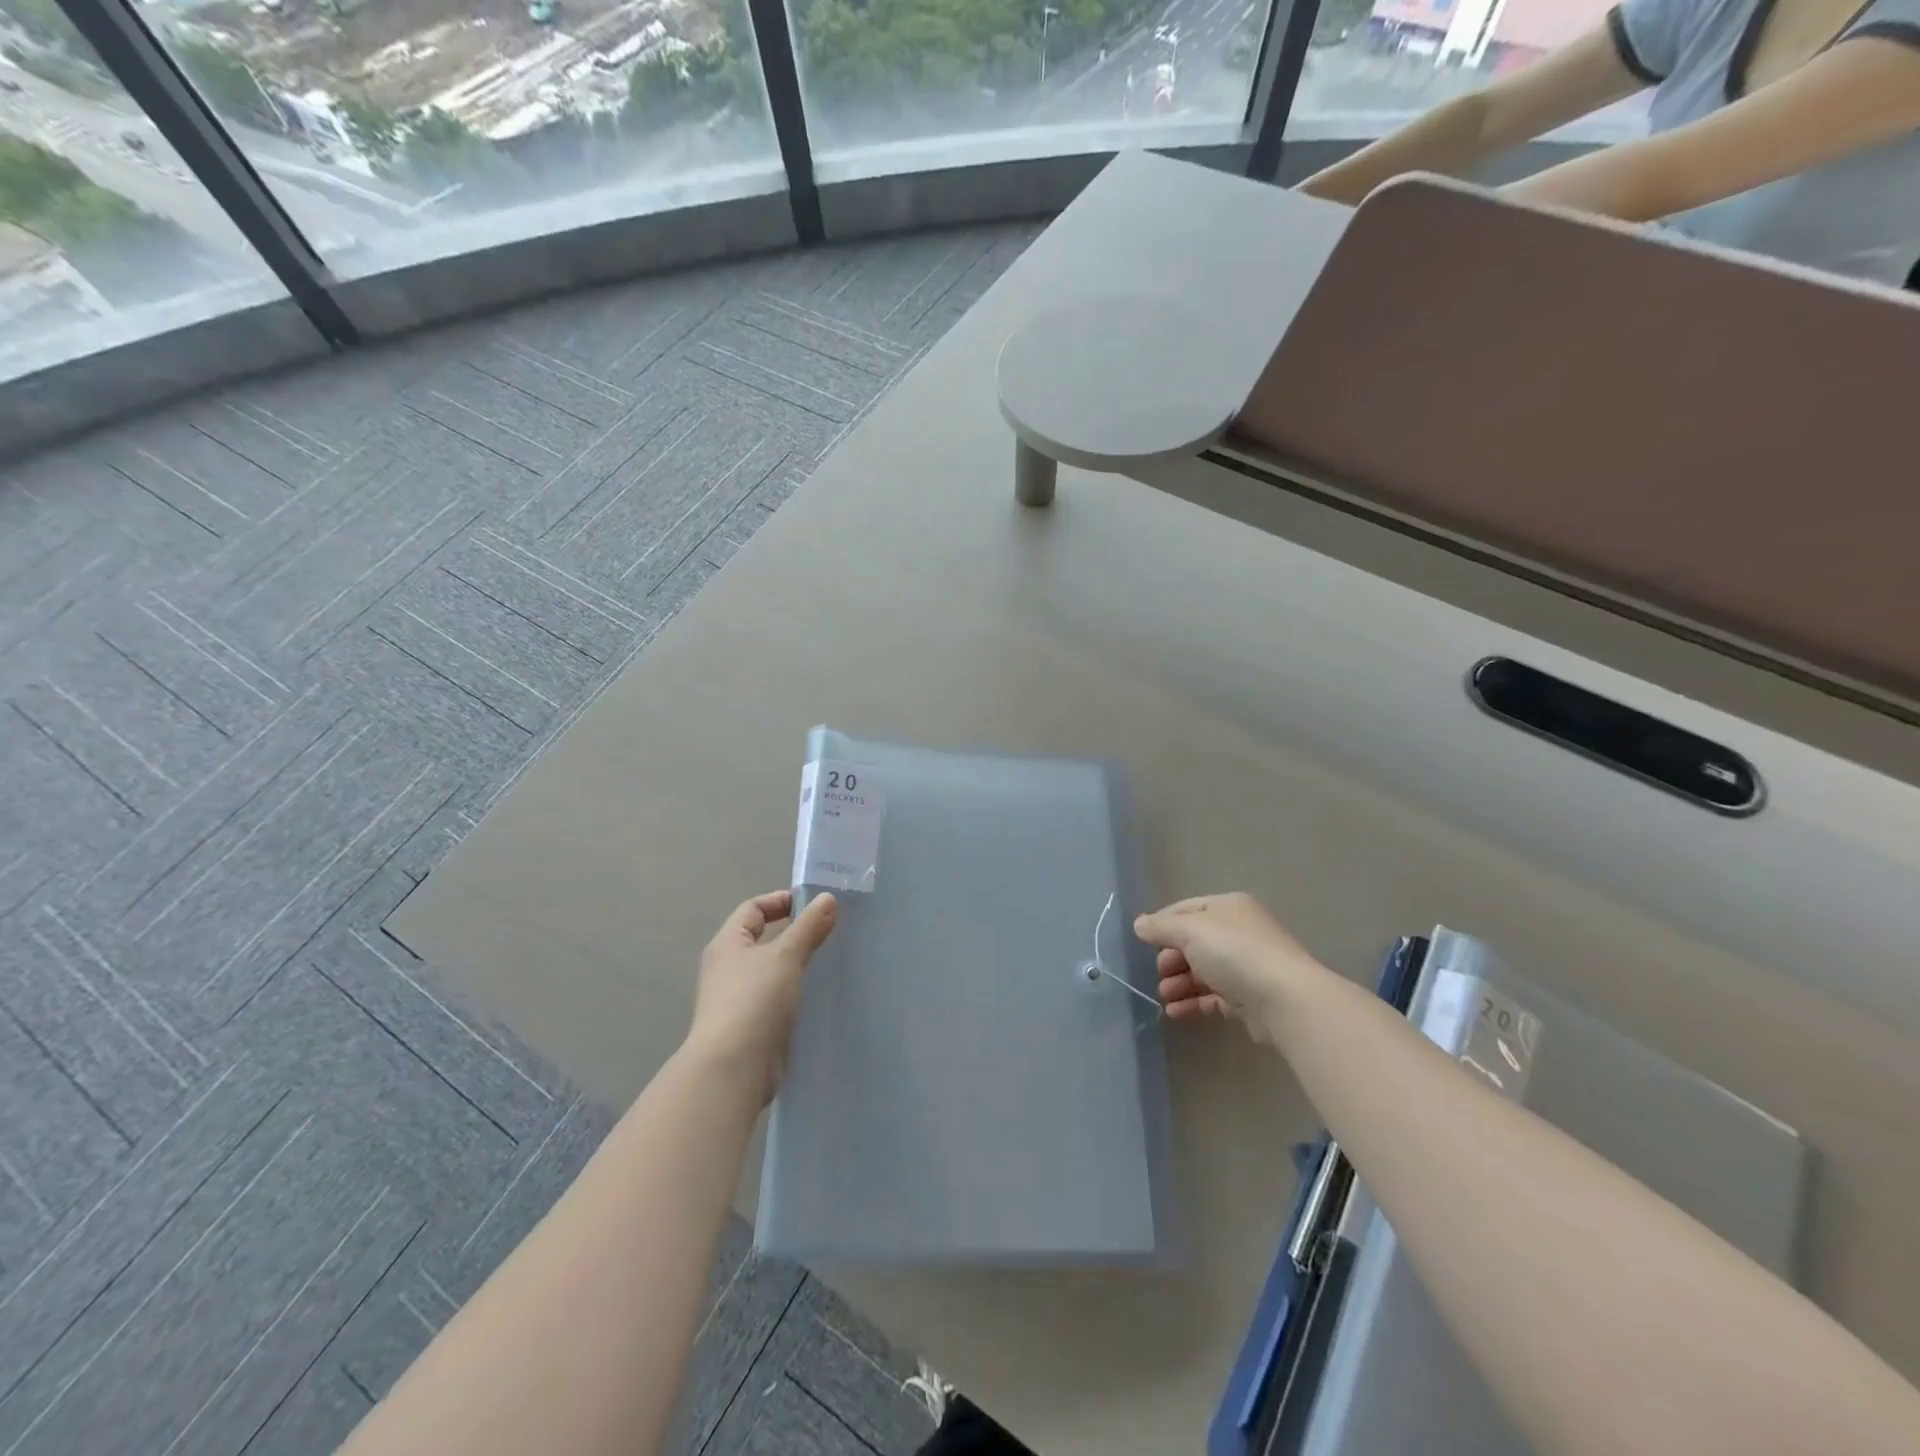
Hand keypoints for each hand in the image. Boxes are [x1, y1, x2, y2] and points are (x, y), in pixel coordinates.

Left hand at [686, 890, 836, 1103]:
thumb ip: (808, 927)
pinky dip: (796, 993)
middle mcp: (728, 968)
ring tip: (830, 961)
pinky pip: (777, 999)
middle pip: (762, 939)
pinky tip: (819, 996)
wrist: (734, 1069)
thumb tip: (827, 898)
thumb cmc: (754, 1000)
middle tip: (830, 932)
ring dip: (797, 965)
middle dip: (794, 933)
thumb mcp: (785, 956)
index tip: (814, 905)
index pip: (753, 908)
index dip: (781, 901)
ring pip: (772, 971)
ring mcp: (738, 999)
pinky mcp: (752, 1027)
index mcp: (727, 944)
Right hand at [1133, 892, 1320, 1035]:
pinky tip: (1174, 1012)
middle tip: (1158, 973)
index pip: (1186, 909)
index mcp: (1228, 907)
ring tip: (1164, 996)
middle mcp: (1239, 933)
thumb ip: (1161, 927)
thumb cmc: (1233, 952)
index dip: (1162, 923)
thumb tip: (1139, 924)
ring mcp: (1246, 967)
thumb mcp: (1190, 931)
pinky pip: (1213, 997)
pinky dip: (1192, 1002)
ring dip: (1179, 983)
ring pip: (1202, 971)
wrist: (1284, 999)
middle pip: (1194, 942)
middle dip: (1171, 958)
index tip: (1142, 941)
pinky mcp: (1249, 998)